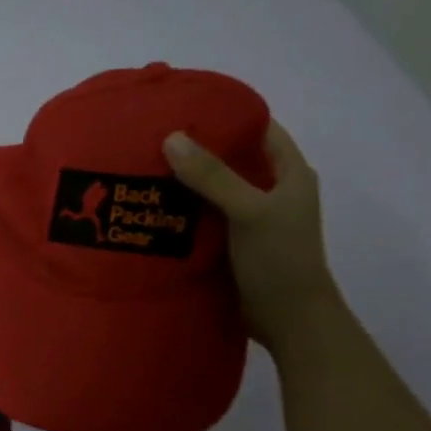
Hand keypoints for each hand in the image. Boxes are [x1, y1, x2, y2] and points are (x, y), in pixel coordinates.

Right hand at [163, 121, 341, 351]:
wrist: (289, 321)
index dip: (224, 116)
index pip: (257, 129)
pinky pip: (200, 219)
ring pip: (210, 191)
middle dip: (193, 150)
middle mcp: (268, 191)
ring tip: (140, 169)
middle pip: (229, 159)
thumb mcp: (250, 211)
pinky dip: (179, 212)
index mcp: (288, 173)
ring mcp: (247, 219)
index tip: (182, 110)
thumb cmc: (280, 259)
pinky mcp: (229, 244)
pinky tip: (149, 209)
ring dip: (182, 183)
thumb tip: (171, 137)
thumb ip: (213, 176)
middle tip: (149, 139)